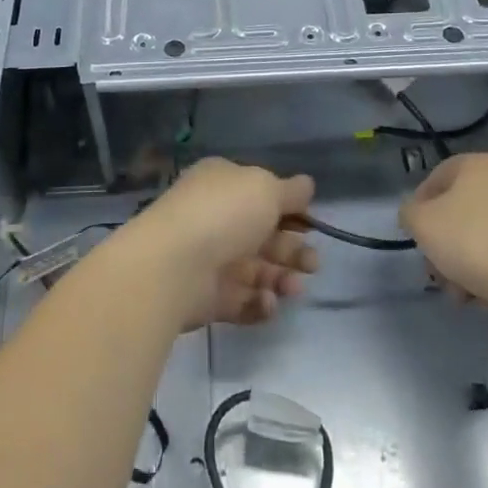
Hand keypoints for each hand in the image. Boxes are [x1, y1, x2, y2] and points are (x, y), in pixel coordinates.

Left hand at [119, 158, 318, 328]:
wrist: (175, 266)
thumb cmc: (224, 214)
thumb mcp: (265, 188)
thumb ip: (290, 191)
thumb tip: (307, 185)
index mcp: (223, 184)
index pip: (260, 195)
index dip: (290, 210)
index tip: (312, 225)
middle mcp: (216, 218)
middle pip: (263, 236)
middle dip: (293, 250)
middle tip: (313, 264)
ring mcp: (210, 258)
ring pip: (256, 270)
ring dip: (281, 278)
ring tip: (294, 287)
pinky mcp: (208, 297)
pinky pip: (241, 300)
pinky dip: (259, 303)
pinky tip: (267, 301)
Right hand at [399, 153, 487, 311]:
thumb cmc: (474, 241)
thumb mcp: (422, 224)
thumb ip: (409, 214)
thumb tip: (416, 215)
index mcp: (477, 164)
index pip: (435, 179)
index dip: (419, 208)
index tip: (416, 238)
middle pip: (458, 213)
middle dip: (444, 248)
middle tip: (438, 276)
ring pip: (481, 239)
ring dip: (465, 268)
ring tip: (464, 297)